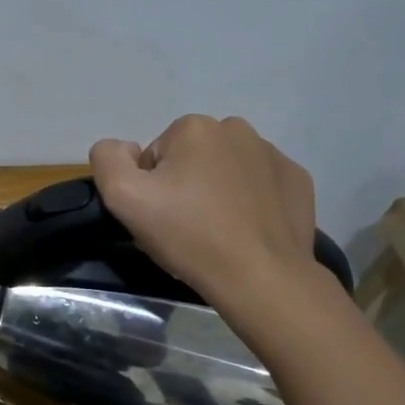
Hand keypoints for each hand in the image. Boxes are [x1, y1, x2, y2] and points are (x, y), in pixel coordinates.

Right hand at [89, 115, 330, 335]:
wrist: (260, 277)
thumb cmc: (189, 235)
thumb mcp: (123, 197)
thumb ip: (108, 159)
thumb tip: (123, 147)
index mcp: (194, 128)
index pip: (156, 156)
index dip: (151, 187)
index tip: (161, 216)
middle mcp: (236, 129)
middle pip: (192, 158)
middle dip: (185, 184)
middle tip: (186, 226)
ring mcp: (273, 154)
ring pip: (227, 169)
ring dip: (218, 190)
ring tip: (218, 230)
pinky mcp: (297, 180)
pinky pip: (261, 184)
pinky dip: (251, 200)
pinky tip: (246, 229)